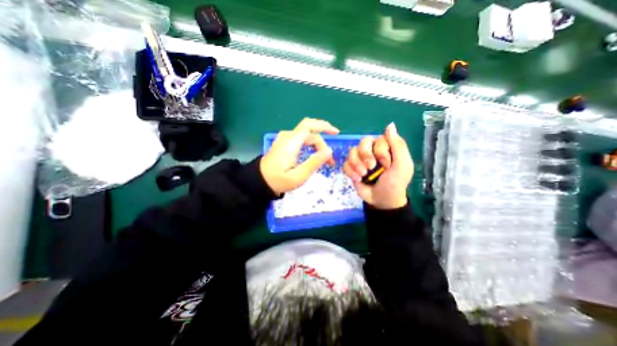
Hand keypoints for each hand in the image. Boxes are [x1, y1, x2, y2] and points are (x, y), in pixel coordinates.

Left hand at [258, 117, 339, 193]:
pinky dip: (310, 144)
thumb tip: (329, 151)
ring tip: (324, 158)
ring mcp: (284, 139)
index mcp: (291, 142)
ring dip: (317, 144)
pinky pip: (300, 139)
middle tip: (330, 156)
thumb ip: (314, 163)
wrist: (260, 181)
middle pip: (309, 132)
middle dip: (323, 140)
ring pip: (306, 135)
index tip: (336, 134)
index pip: (310, 127)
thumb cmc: (279, 180)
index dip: (324, 126)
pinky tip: (314, 153)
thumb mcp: (298, 176)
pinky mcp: (283, 143)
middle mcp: (288, 136)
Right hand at [343, 123, 413, 209]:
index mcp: (385, 148)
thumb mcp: (402, 165)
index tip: (387, 165)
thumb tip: (390, 125)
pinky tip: (358, 179)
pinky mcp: (352, 169)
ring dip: (357, 164)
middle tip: (370, 168)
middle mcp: (372, 151)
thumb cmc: (395, 183)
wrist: (382, 200)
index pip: (377, 140)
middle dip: (365, 155)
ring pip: (351, 152)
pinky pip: (345, 164)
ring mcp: (360, 160)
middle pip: (362, 143)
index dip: (380, 151)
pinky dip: (350, 171)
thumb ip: (398, 145)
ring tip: (363, 175)